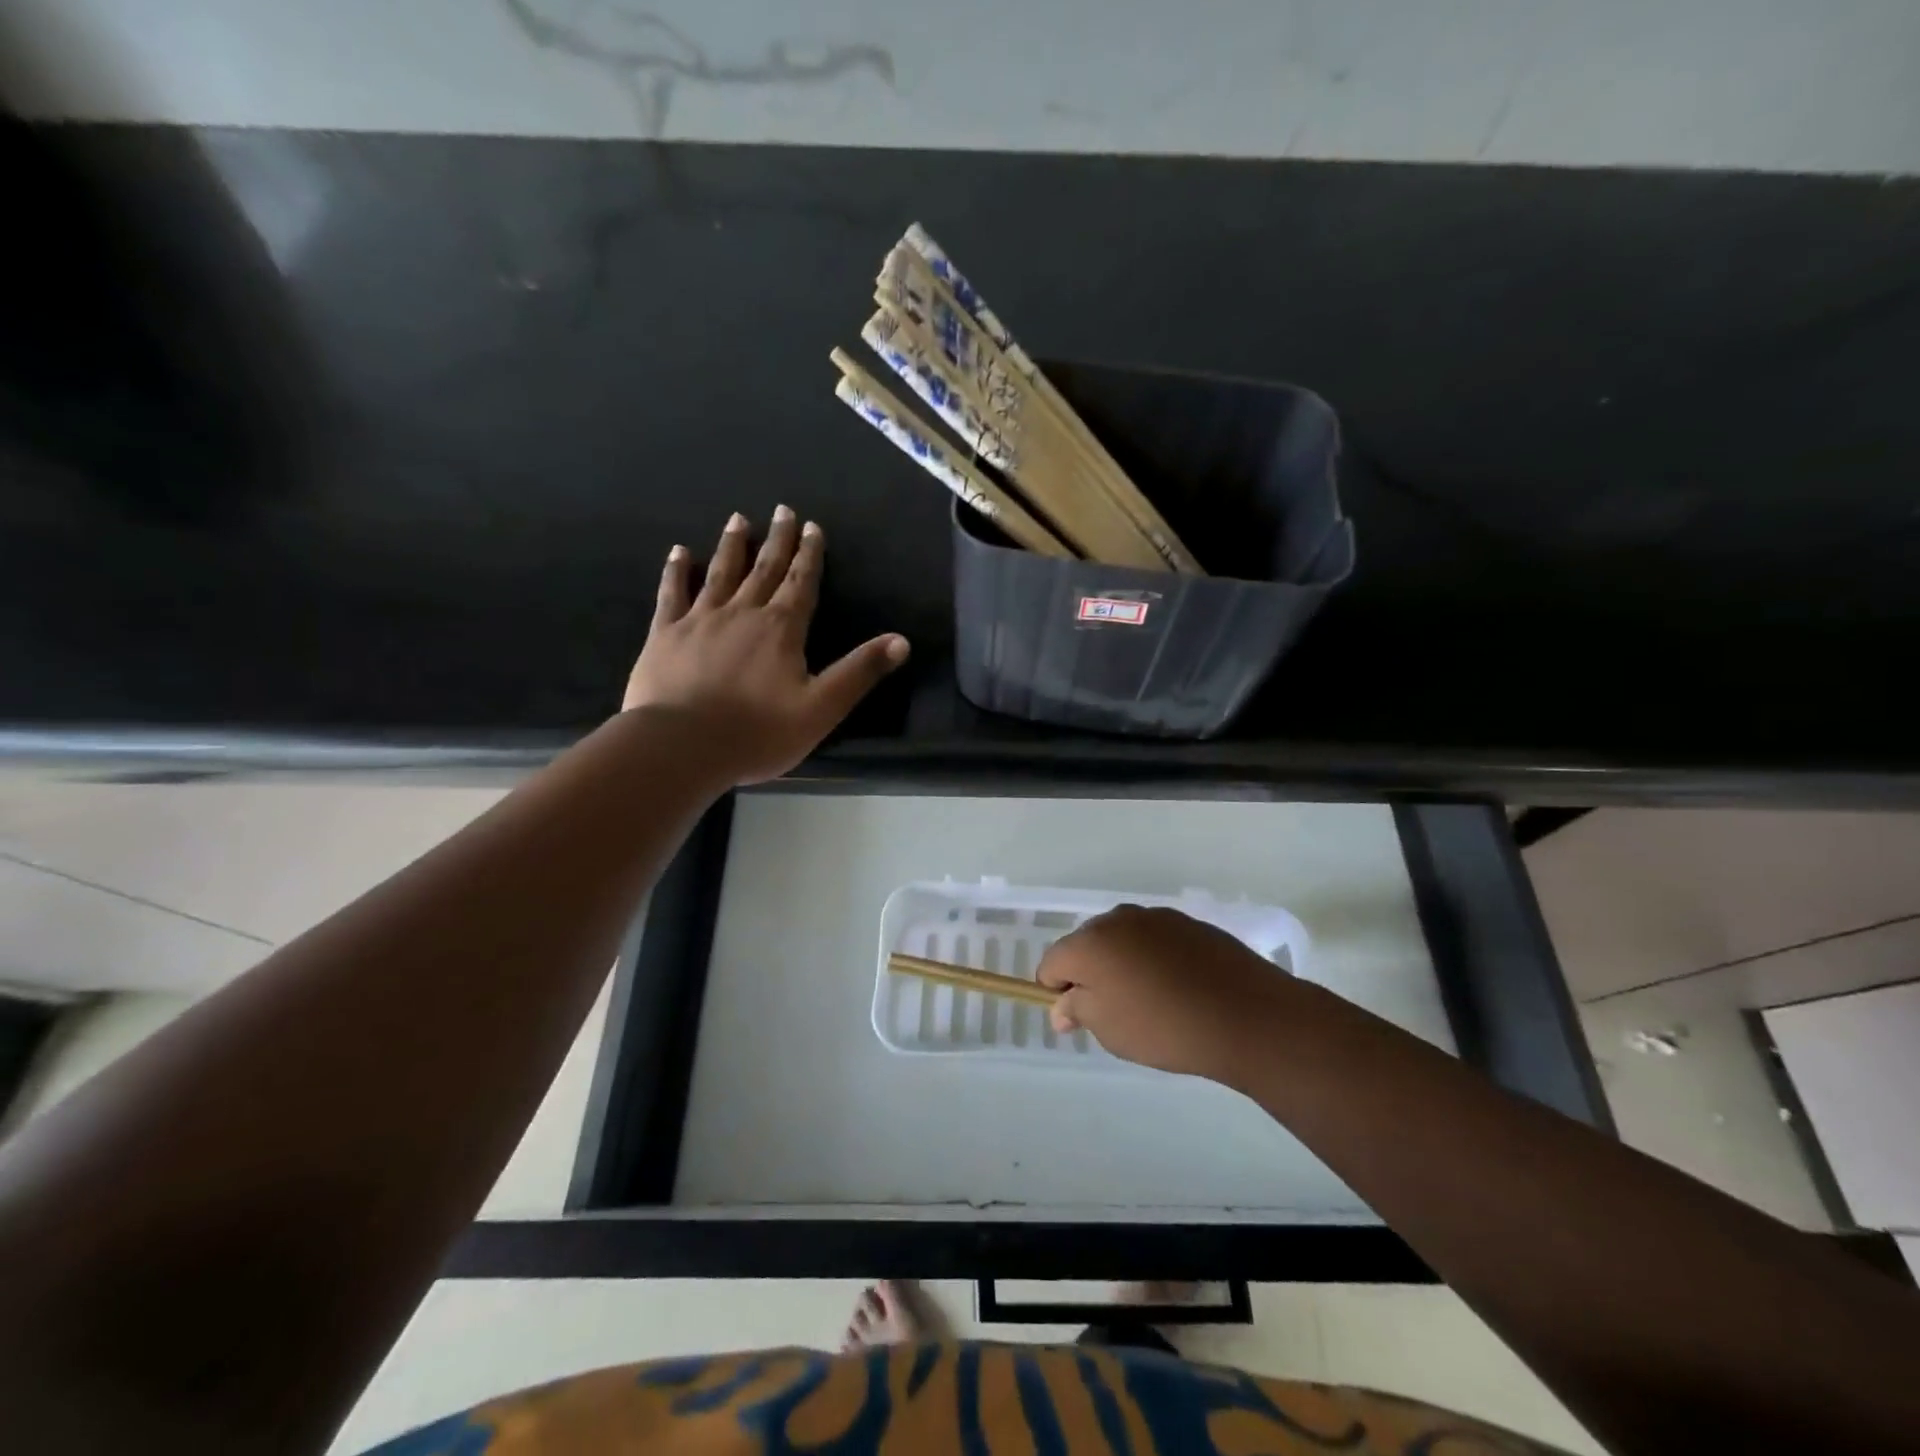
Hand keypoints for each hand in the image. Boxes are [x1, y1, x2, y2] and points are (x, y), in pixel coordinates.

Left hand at [622, 507, 909, 784]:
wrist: (682, 746)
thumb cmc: (758, 732)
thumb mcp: (822, 708)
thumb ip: (859, 672)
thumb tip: (901, 641)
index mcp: (781, 629)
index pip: (801, 583)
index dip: (809, 555)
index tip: (812, 527)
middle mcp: (742, 613)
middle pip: (764, 569)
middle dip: (777, 540)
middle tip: (783, 510)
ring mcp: (700, 620)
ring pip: (720, 573)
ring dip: (733, 546)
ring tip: (738, 520)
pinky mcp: (665, 634)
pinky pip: (672, 593)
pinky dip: (677, 571)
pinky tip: (679, 553)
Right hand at [1038, 905, 1298, 1084]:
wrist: (1245, 1015)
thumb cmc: (1164, 1026)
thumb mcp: (1108, 1029)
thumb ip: (1076, 1009)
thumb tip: (1062, 1005)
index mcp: (1089, 942)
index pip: (1051, 962)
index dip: (1057, 990)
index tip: (1078, 1018)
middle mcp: (1117, 919)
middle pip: (1086, 945)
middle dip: (1090, 974)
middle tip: (1114, 1012)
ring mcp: (1156, 917)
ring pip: (1123, 940)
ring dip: (1123, 964)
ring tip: (1150, 1001)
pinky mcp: (1189, 923)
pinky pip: (1155, 940)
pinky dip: (1155, 959)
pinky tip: (1178, 988)